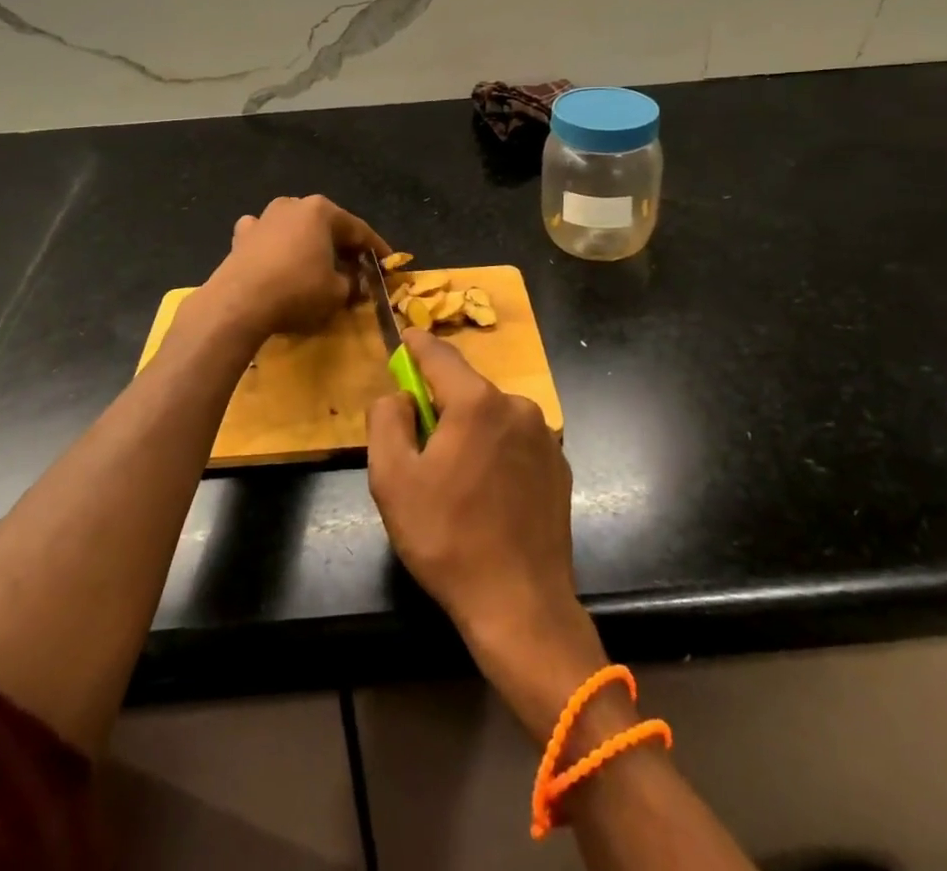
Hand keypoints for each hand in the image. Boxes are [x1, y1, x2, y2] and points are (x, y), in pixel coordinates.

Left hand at [200, 195, 388, 339]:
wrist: (238, 304)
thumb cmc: (298, 291)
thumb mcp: (338, 292)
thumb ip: (353, 283)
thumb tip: (356, 282)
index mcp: (322, 210)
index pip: (359, 230)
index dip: (377, 249)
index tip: (388, 264)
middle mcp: (293, 205)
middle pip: (327, 226)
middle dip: (342, 245)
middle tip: (356, 267)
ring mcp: (264, 217)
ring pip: (296, 227)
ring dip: (308, 243)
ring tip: (318, 264)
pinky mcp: (241, 236)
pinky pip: (266, 237)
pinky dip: (275, 246)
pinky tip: (276, 258)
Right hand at [367, 329, 611, 740]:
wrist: (522, 606)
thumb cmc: (448, 539)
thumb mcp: (392, 480)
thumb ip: (387, 421)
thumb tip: (401, 396)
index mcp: (477, 402)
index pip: (439, 355)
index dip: (416, 345)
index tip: (403, 340)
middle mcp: (517, 406)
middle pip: (466, 389)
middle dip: (439, 404)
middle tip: (419, 445)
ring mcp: (545, 436)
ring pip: (491, 416)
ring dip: (468, 430)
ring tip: (454, 480)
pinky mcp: (559, 465)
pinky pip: (515, 441)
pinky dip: (495, 451)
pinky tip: (487, 494)